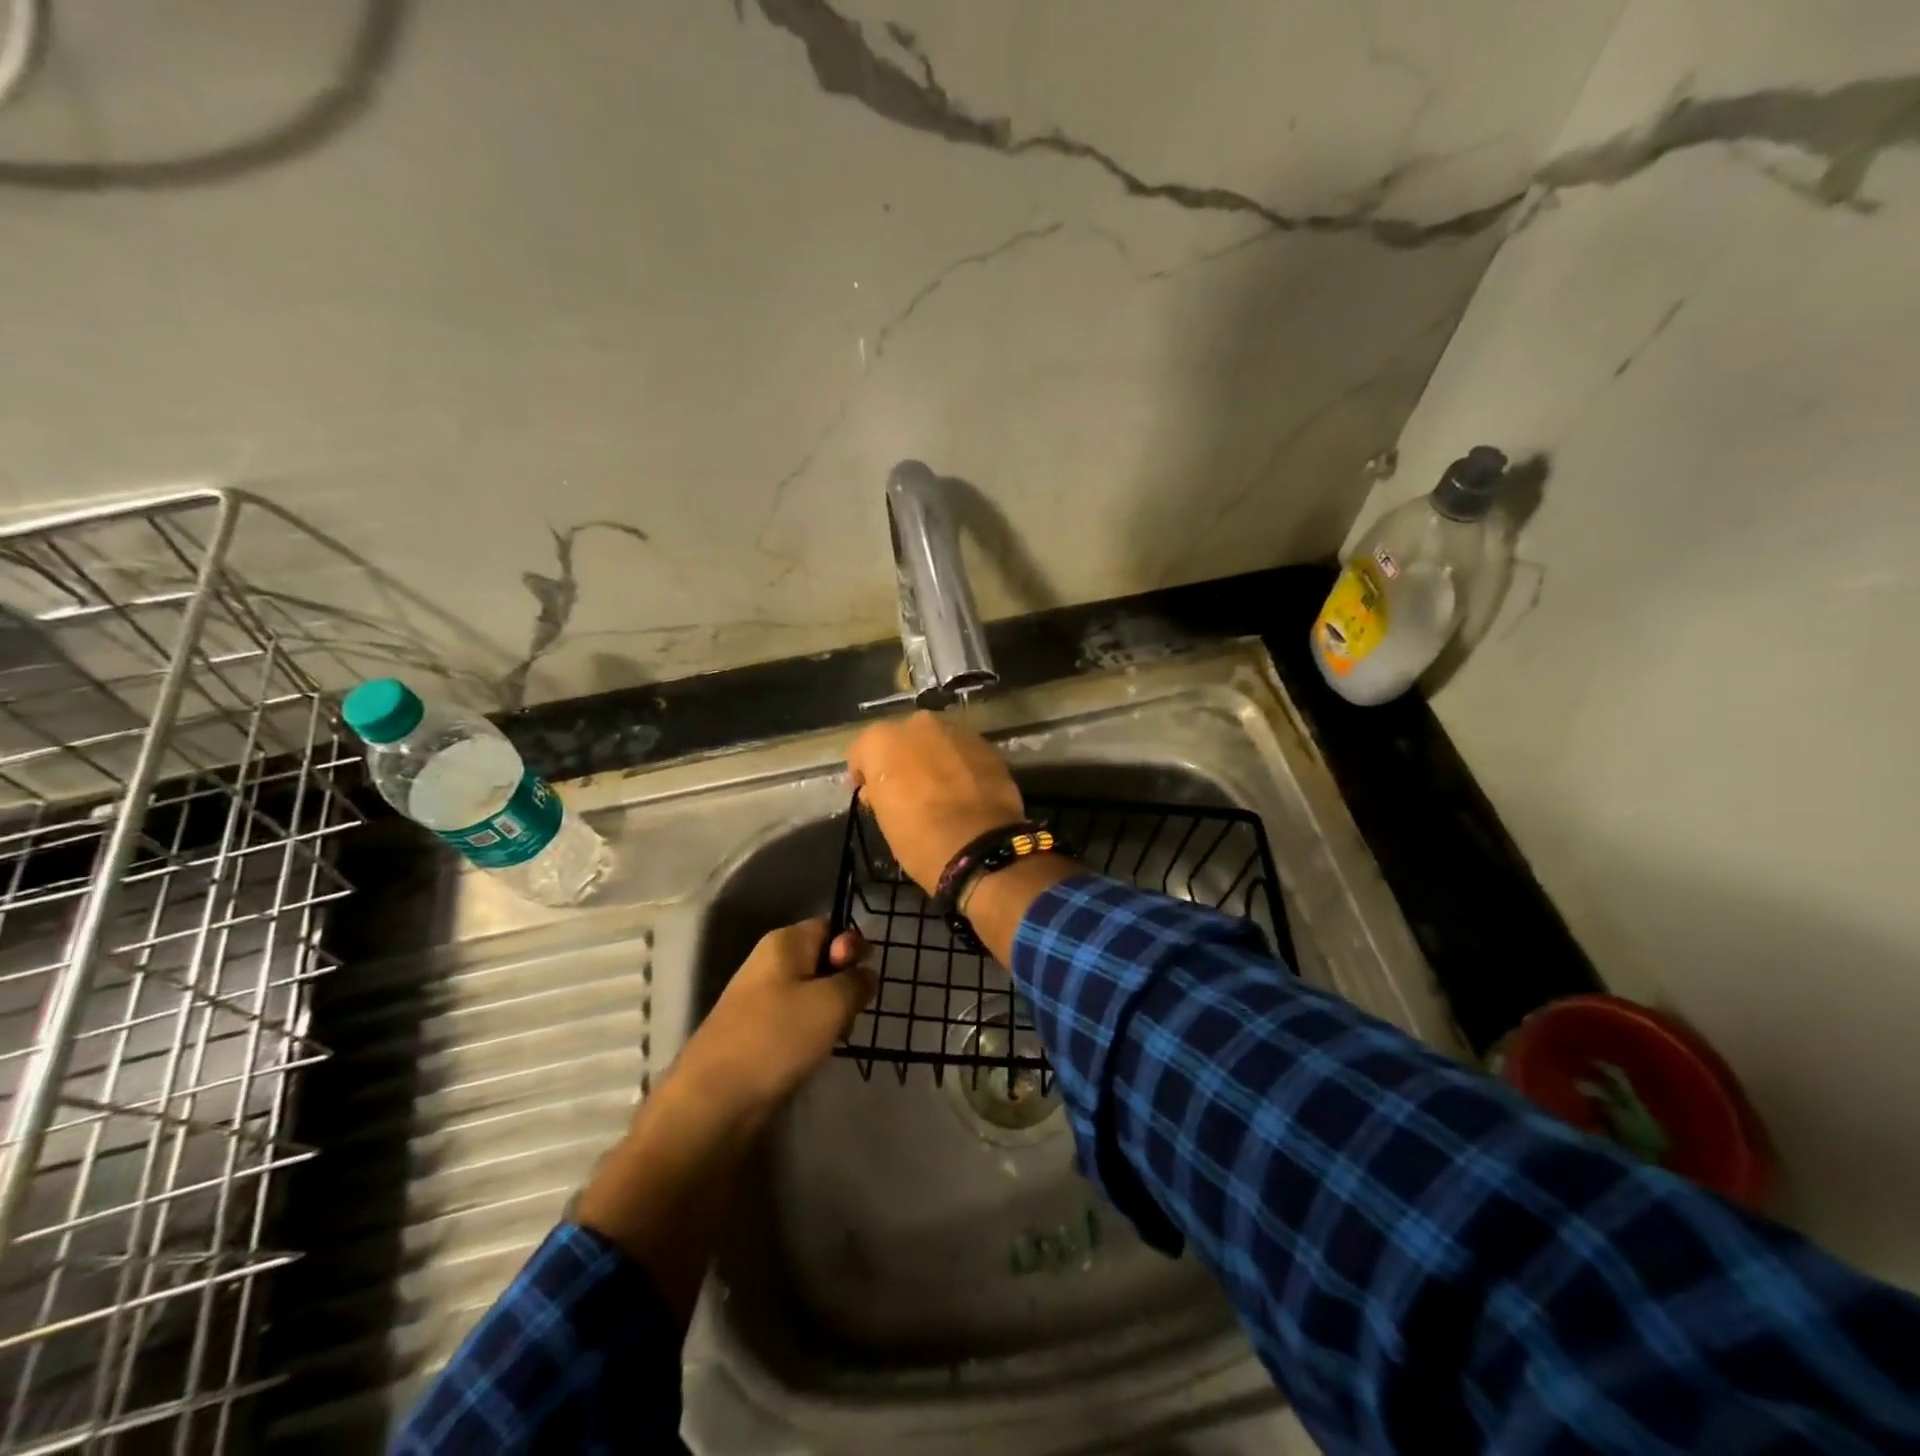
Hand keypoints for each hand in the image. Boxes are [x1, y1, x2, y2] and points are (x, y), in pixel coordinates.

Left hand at [676, 920, 874, 1114]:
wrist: (715, 1100)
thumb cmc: (777, 1037)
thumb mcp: (832, 1002)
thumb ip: (857, 981)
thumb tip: (865, 975)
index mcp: (784, 943)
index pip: (831, 927)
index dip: (851, 947)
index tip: (860, 976)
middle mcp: (770, 963)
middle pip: (823, 961)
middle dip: (844, 985)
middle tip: (849, 1013)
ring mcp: (761, 1000)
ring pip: (813, 995)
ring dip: (830, 1015)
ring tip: (832, 1039)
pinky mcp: (757, 1033)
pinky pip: (796, 1022)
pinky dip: (811, 1035)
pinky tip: (814, 1055)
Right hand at [846, 711, 1025, 892]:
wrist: (979, 846)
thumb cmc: (918, 837)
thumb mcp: (884, 819)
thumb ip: (879, 793)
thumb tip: (879, 788)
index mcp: (882, 740)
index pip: (864, 751)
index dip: (865, 773)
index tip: (871, 794)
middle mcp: (917, 724)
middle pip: (903, 739)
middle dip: (903, 759)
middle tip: (907, 789)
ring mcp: (956, 730)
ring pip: (937, 742)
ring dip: (934, 759)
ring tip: (941, 790)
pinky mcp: (987, 745)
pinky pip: (964, 752)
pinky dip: (961, 765)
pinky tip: (966, 790)